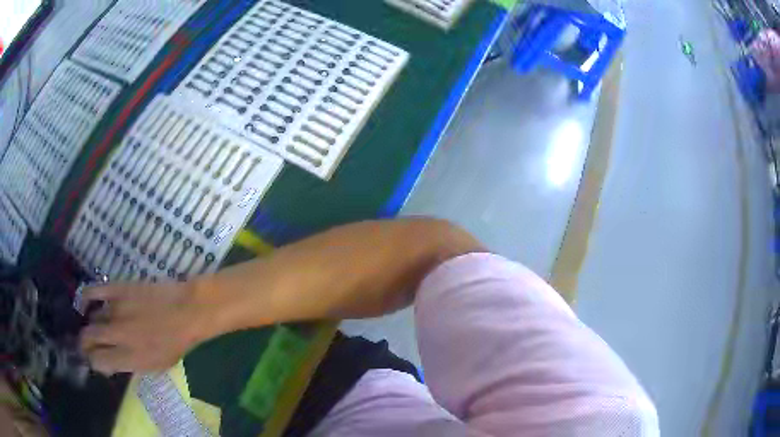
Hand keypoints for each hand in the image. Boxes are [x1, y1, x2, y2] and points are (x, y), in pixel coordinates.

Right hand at [79, 281, 209, 374]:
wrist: (186, 310)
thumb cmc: (175, 343)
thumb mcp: (155, 366)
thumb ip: (130, 365)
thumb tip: (109, 363)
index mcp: (130, 358)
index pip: (98, 362)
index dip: (94, 362)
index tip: (95, 360)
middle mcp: (118, 336)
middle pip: (89, 339)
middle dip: (84, 344)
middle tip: (86, 345)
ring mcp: (115, 310)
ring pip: (91, 319)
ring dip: (91, 325)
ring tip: (94, 328)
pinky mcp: (117, 289)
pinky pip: (93, 291)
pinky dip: (85, 298)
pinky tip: (84, 304)